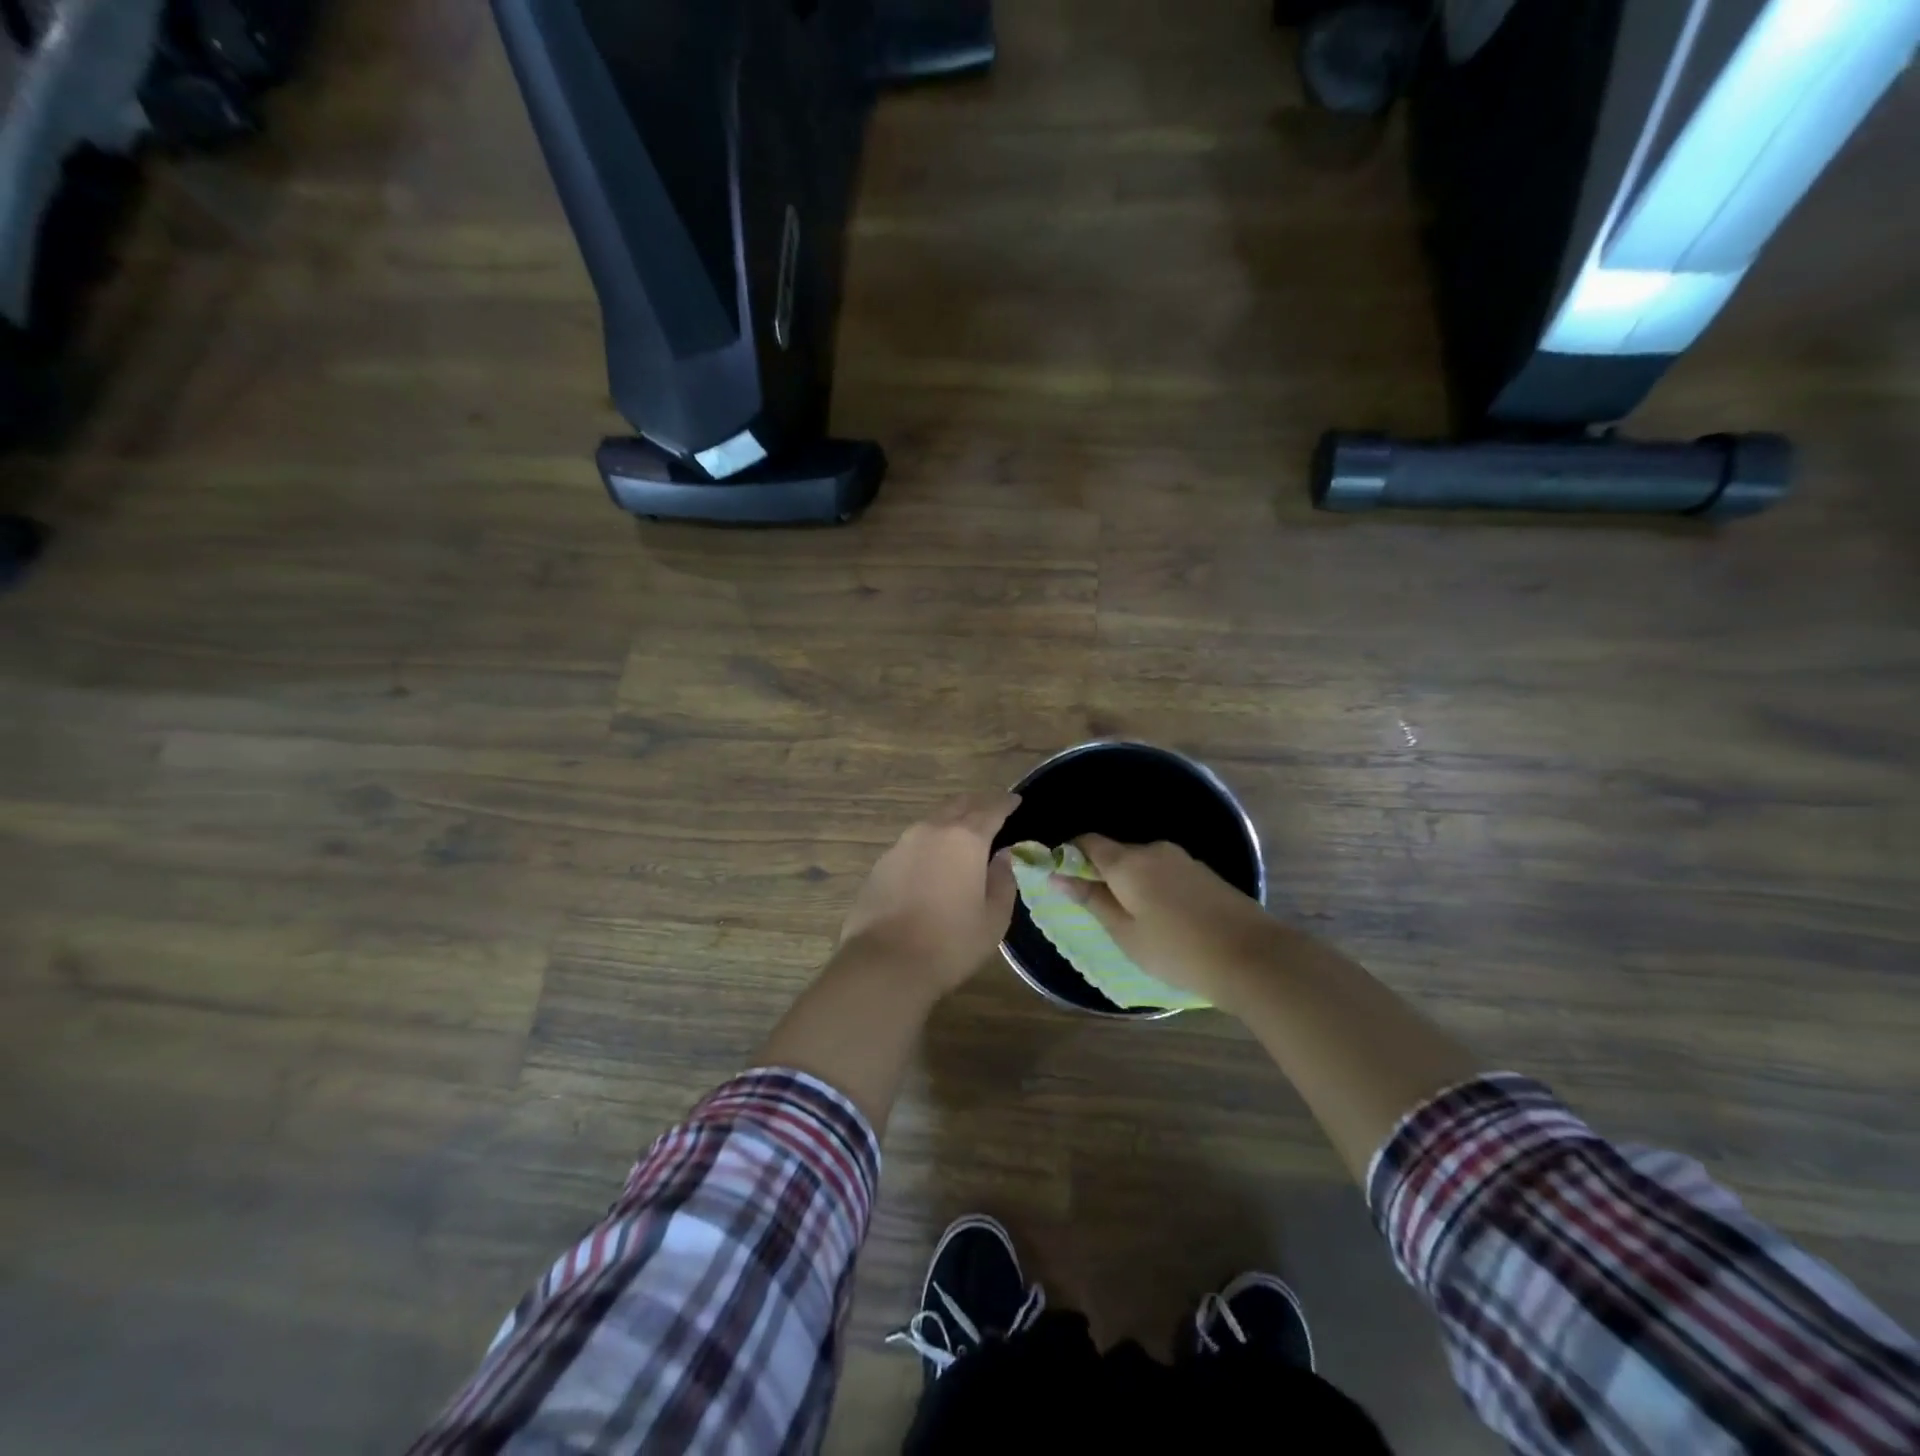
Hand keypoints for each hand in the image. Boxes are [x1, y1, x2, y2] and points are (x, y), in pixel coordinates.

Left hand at [835, 793, 1020, 996]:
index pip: (991, 809)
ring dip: (951, 820)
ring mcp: (902, 844)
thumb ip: (1003, 880)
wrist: (884, 962)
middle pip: (959, 805)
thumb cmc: (950, 942)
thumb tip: (1003, 856)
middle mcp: (932, 830)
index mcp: (966, 839)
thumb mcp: (993, 918)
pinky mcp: (882, 863)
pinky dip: (930, 841)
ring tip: (964, 833)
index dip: (1006, 803)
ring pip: (933, 820)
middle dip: (978, 803)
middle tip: (991, 809)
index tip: (1015, 800)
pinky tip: (934, 860)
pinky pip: (914, 841)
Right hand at [1054, 835, 1288, 1009]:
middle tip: (1100, 914)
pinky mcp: (1203, 873)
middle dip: (1101, 876)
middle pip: (1115, 853)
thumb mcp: (1126, 932)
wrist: (1253, 957)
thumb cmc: (1177, 950)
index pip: (1086, 842)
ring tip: (1135, 924)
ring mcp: (1182, 859)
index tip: (1063, 882)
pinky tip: (1164, 920)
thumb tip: (1057, 875)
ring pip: (1141, 864)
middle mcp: (1153, 850)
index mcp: (1128, 862)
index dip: (1068, 856)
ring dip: (1129, 885)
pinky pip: (1164, 873)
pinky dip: (1153, 889)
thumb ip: (1091, 900)